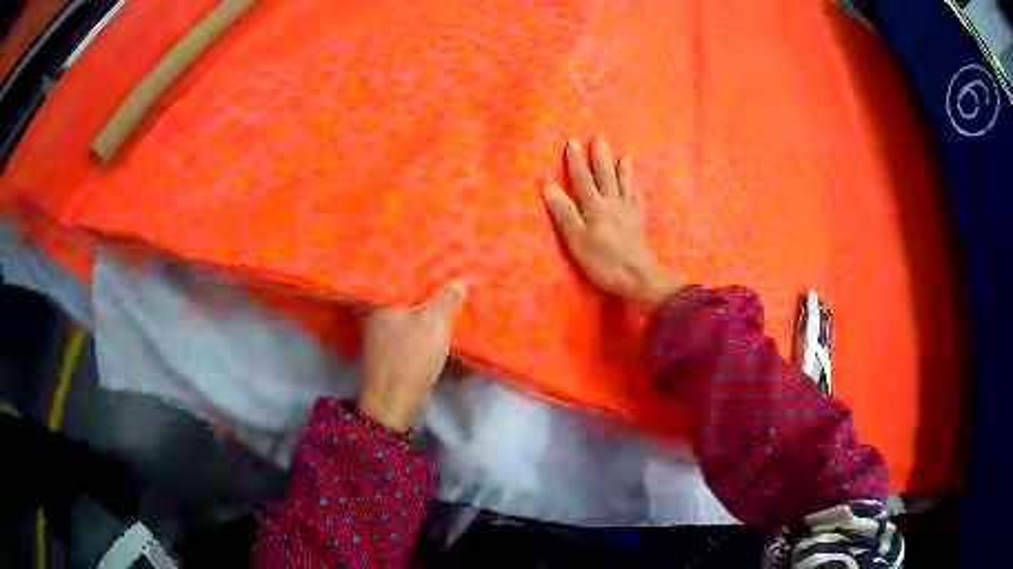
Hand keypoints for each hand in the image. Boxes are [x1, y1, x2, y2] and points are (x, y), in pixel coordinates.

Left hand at [359, 281, 466, 431]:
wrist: (394, 401)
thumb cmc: (410, 356)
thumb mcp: (434, 322)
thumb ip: (446, 299)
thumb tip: (458, 282)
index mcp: (381, 303)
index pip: (398, 277)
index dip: (418, 270)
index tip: (436, 264)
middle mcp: (375, 316)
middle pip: (402, 296)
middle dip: (423, 290)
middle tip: (446, 280)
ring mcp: (380, 336)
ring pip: (405, 315)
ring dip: (423, 310)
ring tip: (444, 300)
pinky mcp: (388, 354)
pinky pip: (407, 331)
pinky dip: (420, 328)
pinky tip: (434, 327)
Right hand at [542, 137, 679, 311]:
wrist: (638, 277)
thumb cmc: (603, 261)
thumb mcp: (576, 239)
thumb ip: (563, 211)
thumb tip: (547, 186)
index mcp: (594, 206)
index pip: (581, 179)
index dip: (576, 160)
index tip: (572, 141)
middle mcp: (612, 203)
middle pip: (605, 176)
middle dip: (600, 157)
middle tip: (600, 138)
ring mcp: (628, 213)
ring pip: (624, 185)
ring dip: (622, 170)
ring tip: (624, 157)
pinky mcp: (638, 224)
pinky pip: (637, 201)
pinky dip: (635, 191)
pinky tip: (636, 188)